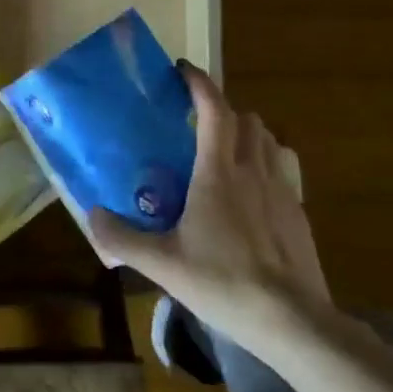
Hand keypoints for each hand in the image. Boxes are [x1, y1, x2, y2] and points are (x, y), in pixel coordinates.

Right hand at [90, 63, 331, 345]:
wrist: (292, 321)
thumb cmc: (223, 283)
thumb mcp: (162, 264)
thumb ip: (122, 238)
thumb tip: (92, 215)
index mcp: (218, 172)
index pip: (214, 109)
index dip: (199, 83)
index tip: (182, 70)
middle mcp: (253, 169)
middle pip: (245, 118)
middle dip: (222, 109)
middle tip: (197, 123)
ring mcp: (283, 189)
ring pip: (269, 139)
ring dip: (248, 133)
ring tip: (227, 151)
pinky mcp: (300, 213)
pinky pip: (285, 169)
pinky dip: (268, 163)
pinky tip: (254, 192)